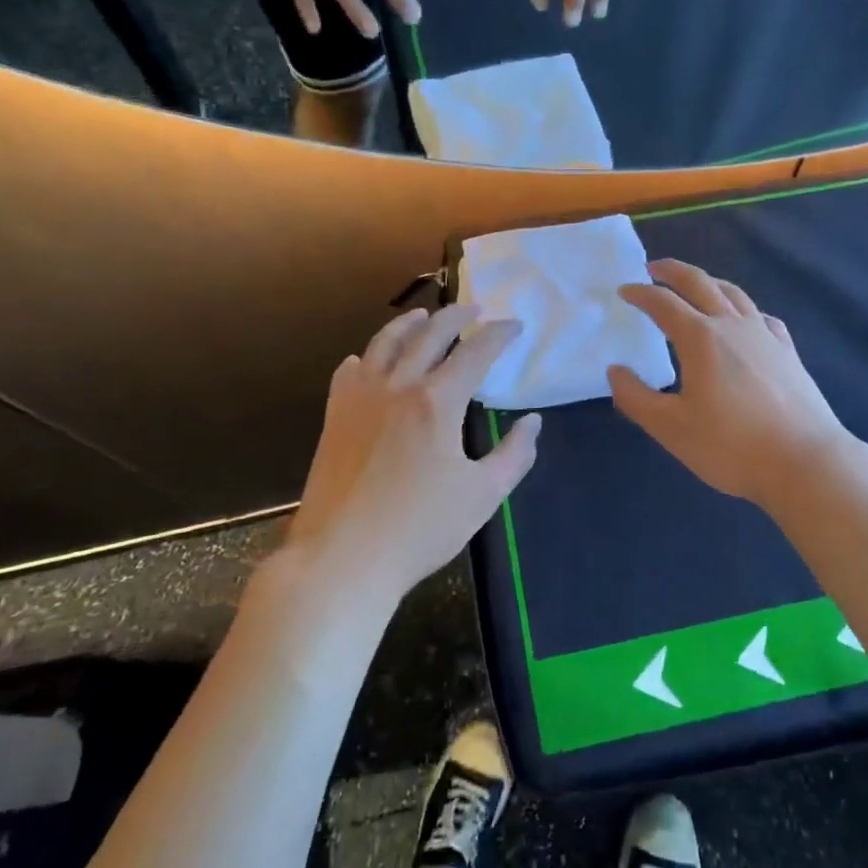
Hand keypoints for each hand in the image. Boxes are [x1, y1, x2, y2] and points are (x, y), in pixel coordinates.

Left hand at [287, 305, 540, 602]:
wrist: (342, 558)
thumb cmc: (419, 528)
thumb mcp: (482, 495)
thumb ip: (514, 455)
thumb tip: (533, 422)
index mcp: (437, 402)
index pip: (475, 353)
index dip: (499, 335)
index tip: (514, 325)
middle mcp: (398, 386)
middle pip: (429, 335)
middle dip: (456, 316)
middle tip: (474, 309)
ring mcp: (360, 399)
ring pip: (385, 344)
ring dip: (409, 324)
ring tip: (423, 316)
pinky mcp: (335, 417)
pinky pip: (349, 372)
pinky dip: (366, 358)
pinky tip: (368, 360)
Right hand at [608, 260, 851, 509]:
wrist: (805, 462)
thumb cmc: (731, 446)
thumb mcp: (671, 428)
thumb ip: (636, 398)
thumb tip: (615, 371)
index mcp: (700, 338)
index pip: (663, 303)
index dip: (640, 294)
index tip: (624, 291)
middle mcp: (732, 325)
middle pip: (700, 283)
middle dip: (673, 271)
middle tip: (654, 267)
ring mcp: (765, 336)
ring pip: (734, 293)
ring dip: (709, 282)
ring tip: (696, 284)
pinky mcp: (788, 352)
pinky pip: (762, 317)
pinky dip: (744, 308)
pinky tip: (745, 320)